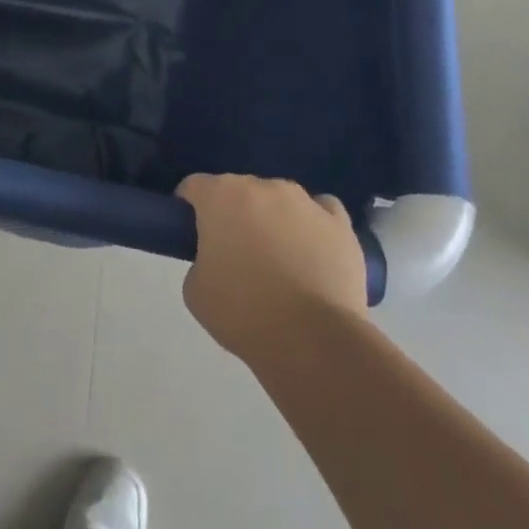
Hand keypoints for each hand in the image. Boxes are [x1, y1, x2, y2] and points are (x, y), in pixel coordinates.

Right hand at [176, 175, 368, 361]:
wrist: (314, 341)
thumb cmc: (244, 313)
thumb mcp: (195, 291)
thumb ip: (199, 260)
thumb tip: (217, 258)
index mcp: (219, 196)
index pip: (194, 186)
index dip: (189, 208)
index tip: (193, 234)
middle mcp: (261, 186)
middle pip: (238, 191)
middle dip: (233, 214)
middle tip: (234, 254)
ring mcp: (304, 201)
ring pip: (279, 199)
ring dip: (273, 218)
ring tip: (280, 258)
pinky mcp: (339, 223)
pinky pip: (321, 211)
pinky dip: (313, 224)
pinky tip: (313, 249)